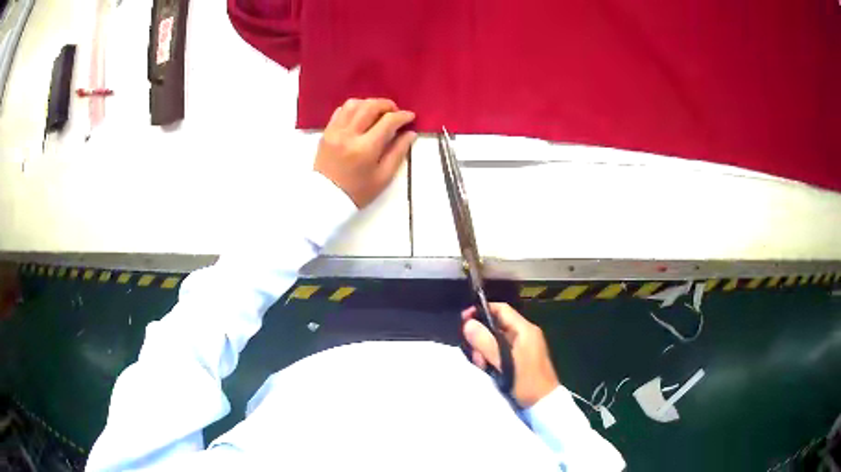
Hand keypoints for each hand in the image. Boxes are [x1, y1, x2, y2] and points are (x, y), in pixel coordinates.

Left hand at [314, 98, 416, 207]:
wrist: (326, 198)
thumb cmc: (358, 192)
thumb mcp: (383, 177)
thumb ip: (398, 152)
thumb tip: (410, 133)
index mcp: (365, 149)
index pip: (388, 121)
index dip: (402, 116)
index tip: (410, 117)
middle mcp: (349, 135)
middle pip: (370, 106)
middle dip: (387, 105)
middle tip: (395, 112)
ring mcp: (335, 131)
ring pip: (354, 104)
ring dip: (369, 104)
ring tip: (377, 113)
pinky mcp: (326, 132)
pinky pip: (340, 111)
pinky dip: (353, 109)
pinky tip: (360, 117)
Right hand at [462, 303, 559, 407]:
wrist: (544, 403)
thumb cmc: (527, 382)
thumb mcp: (505, 363)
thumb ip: (486, 343)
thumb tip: (468, 324)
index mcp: (525, 330)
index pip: (501, 309)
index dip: (481, 311)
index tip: (464, 320)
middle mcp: (524, 334)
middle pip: (496, 325)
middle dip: (481, 337)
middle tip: (475, 355)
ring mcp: (523, 347)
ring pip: (496, 339)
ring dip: (485, 350)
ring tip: (481, 365)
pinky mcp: (520, 358)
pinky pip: (501, 350)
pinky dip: (491, 357)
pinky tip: (488, 369)